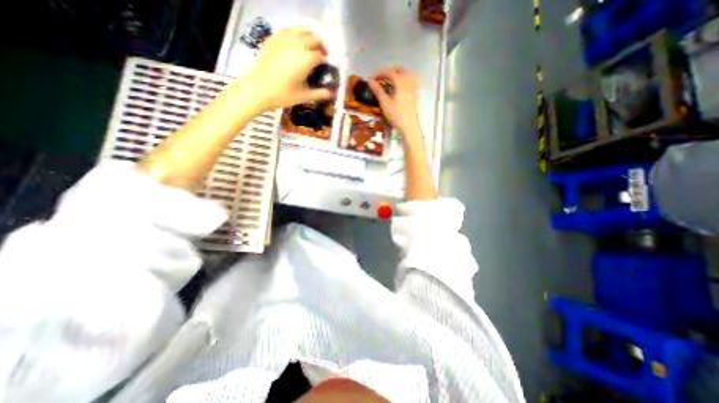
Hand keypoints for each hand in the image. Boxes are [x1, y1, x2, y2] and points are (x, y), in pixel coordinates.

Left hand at [243, 26, 334, 110]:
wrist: (258, 89)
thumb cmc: (283, 95)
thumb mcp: (303, 97)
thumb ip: (319, 94)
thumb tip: (332, 93)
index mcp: (306, 60)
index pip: (321, 55)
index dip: (326, 60)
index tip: (328, 66)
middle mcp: (297, 45)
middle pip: (314, 39)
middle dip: (320, 46)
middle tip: (322, 55)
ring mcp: (284, 40)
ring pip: (301, 30)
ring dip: (309, 36)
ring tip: (311, 45)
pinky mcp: (273, 40)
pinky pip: (287, 31)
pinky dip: (295, 34)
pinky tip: (295, 42)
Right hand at [371, 66, 422, 132]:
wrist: (409, 126)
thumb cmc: (396, 116)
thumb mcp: (385, 103)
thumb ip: (378, 91)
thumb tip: (370, 81)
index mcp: (401, 83)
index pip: (390, 72)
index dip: (380, 73)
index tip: (373, 79)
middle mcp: (408, 83)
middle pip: (399, 70)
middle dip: (389, 72)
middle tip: (381, 79)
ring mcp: (413, 89)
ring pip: (405, 76)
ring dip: (396, 76)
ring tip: (387, 84)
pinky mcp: (414, 95)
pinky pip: (408, 82)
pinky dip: (401, 82)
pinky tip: (396, 90)